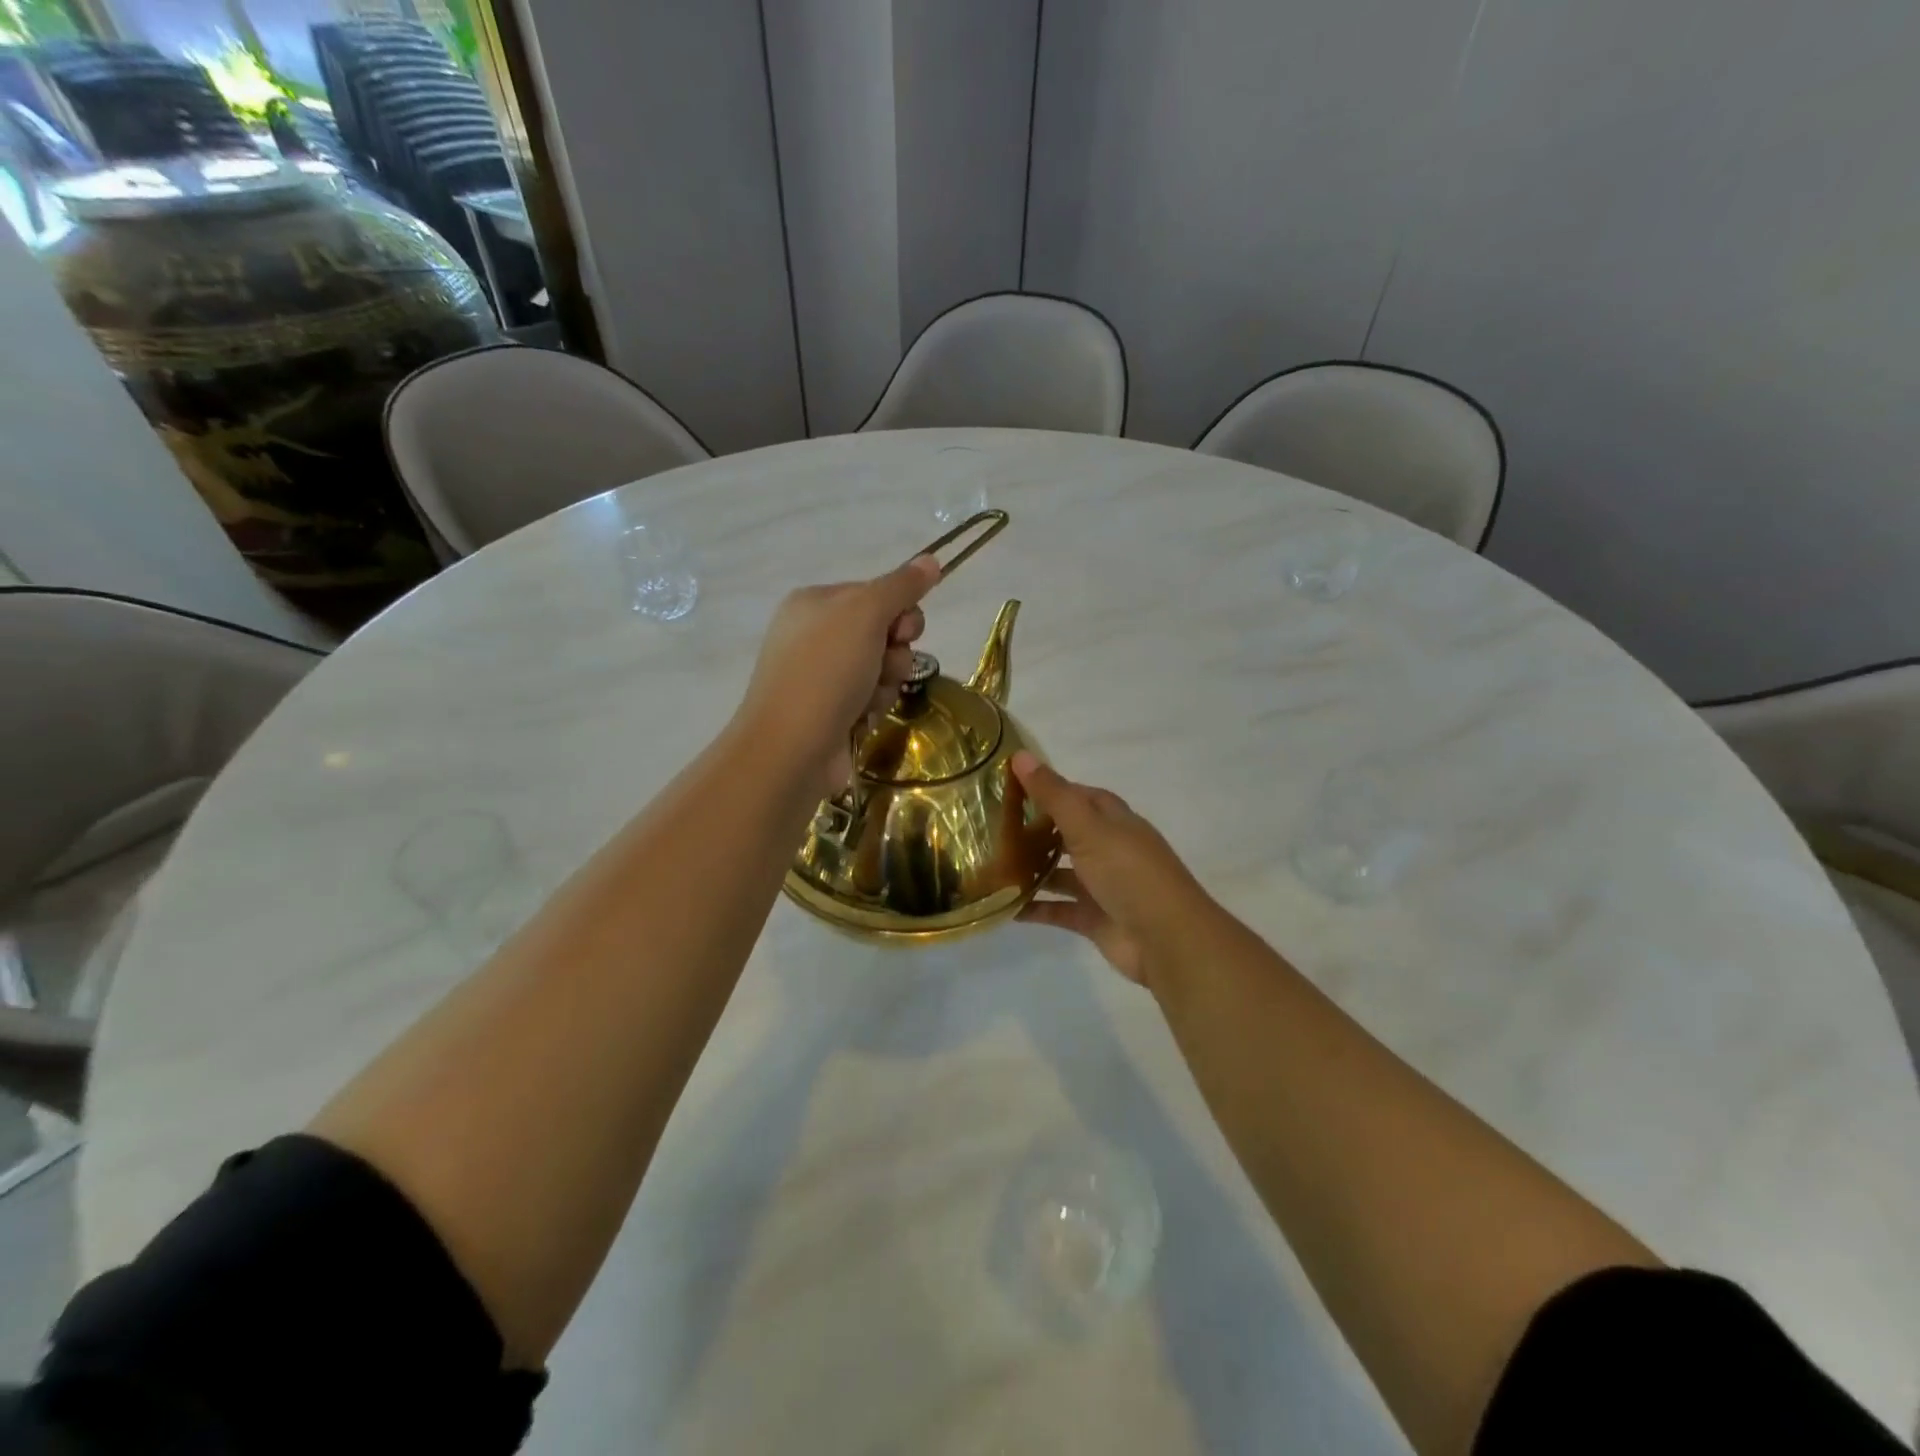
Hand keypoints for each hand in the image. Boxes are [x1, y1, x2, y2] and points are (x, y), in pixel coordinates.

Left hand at [739, 555, 940, 793]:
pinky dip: (872, 708)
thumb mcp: (865, 615)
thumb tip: (932, 559)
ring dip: (885, 684)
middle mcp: (815, 635)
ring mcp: (821, 676)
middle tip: (883, 666)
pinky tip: (860, 719)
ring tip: (866, 700)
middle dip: (894, 653)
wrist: (791, 748)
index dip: (899, 612)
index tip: (903, 632)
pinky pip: (870, 698)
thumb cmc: (825, 672)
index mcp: (814, 602)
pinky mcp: (830, 711)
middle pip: (883, 632)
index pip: (877, 593)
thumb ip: (901, 586)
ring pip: (881, 669)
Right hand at [1014, 752, 1215, 987]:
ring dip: (1032, 870)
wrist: (1166, 939)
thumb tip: (1020, 754)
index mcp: (1114, 821)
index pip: (1079, 796)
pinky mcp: (1094, 918)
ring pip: (1061, 873)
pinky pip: (1058, 909)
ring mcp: (1102, 886)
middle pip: (1068, 833)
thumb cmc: (1128, 872)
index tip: (1012, 787)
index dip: (1050, 789)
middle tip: (993, 827)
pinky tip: (1004, 906)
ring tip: (991, 865)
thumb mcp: (1088, 827)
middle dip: (1035, 831)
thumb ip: (1053, 795)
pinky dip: (1034, 907)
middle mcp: (1109, 849)